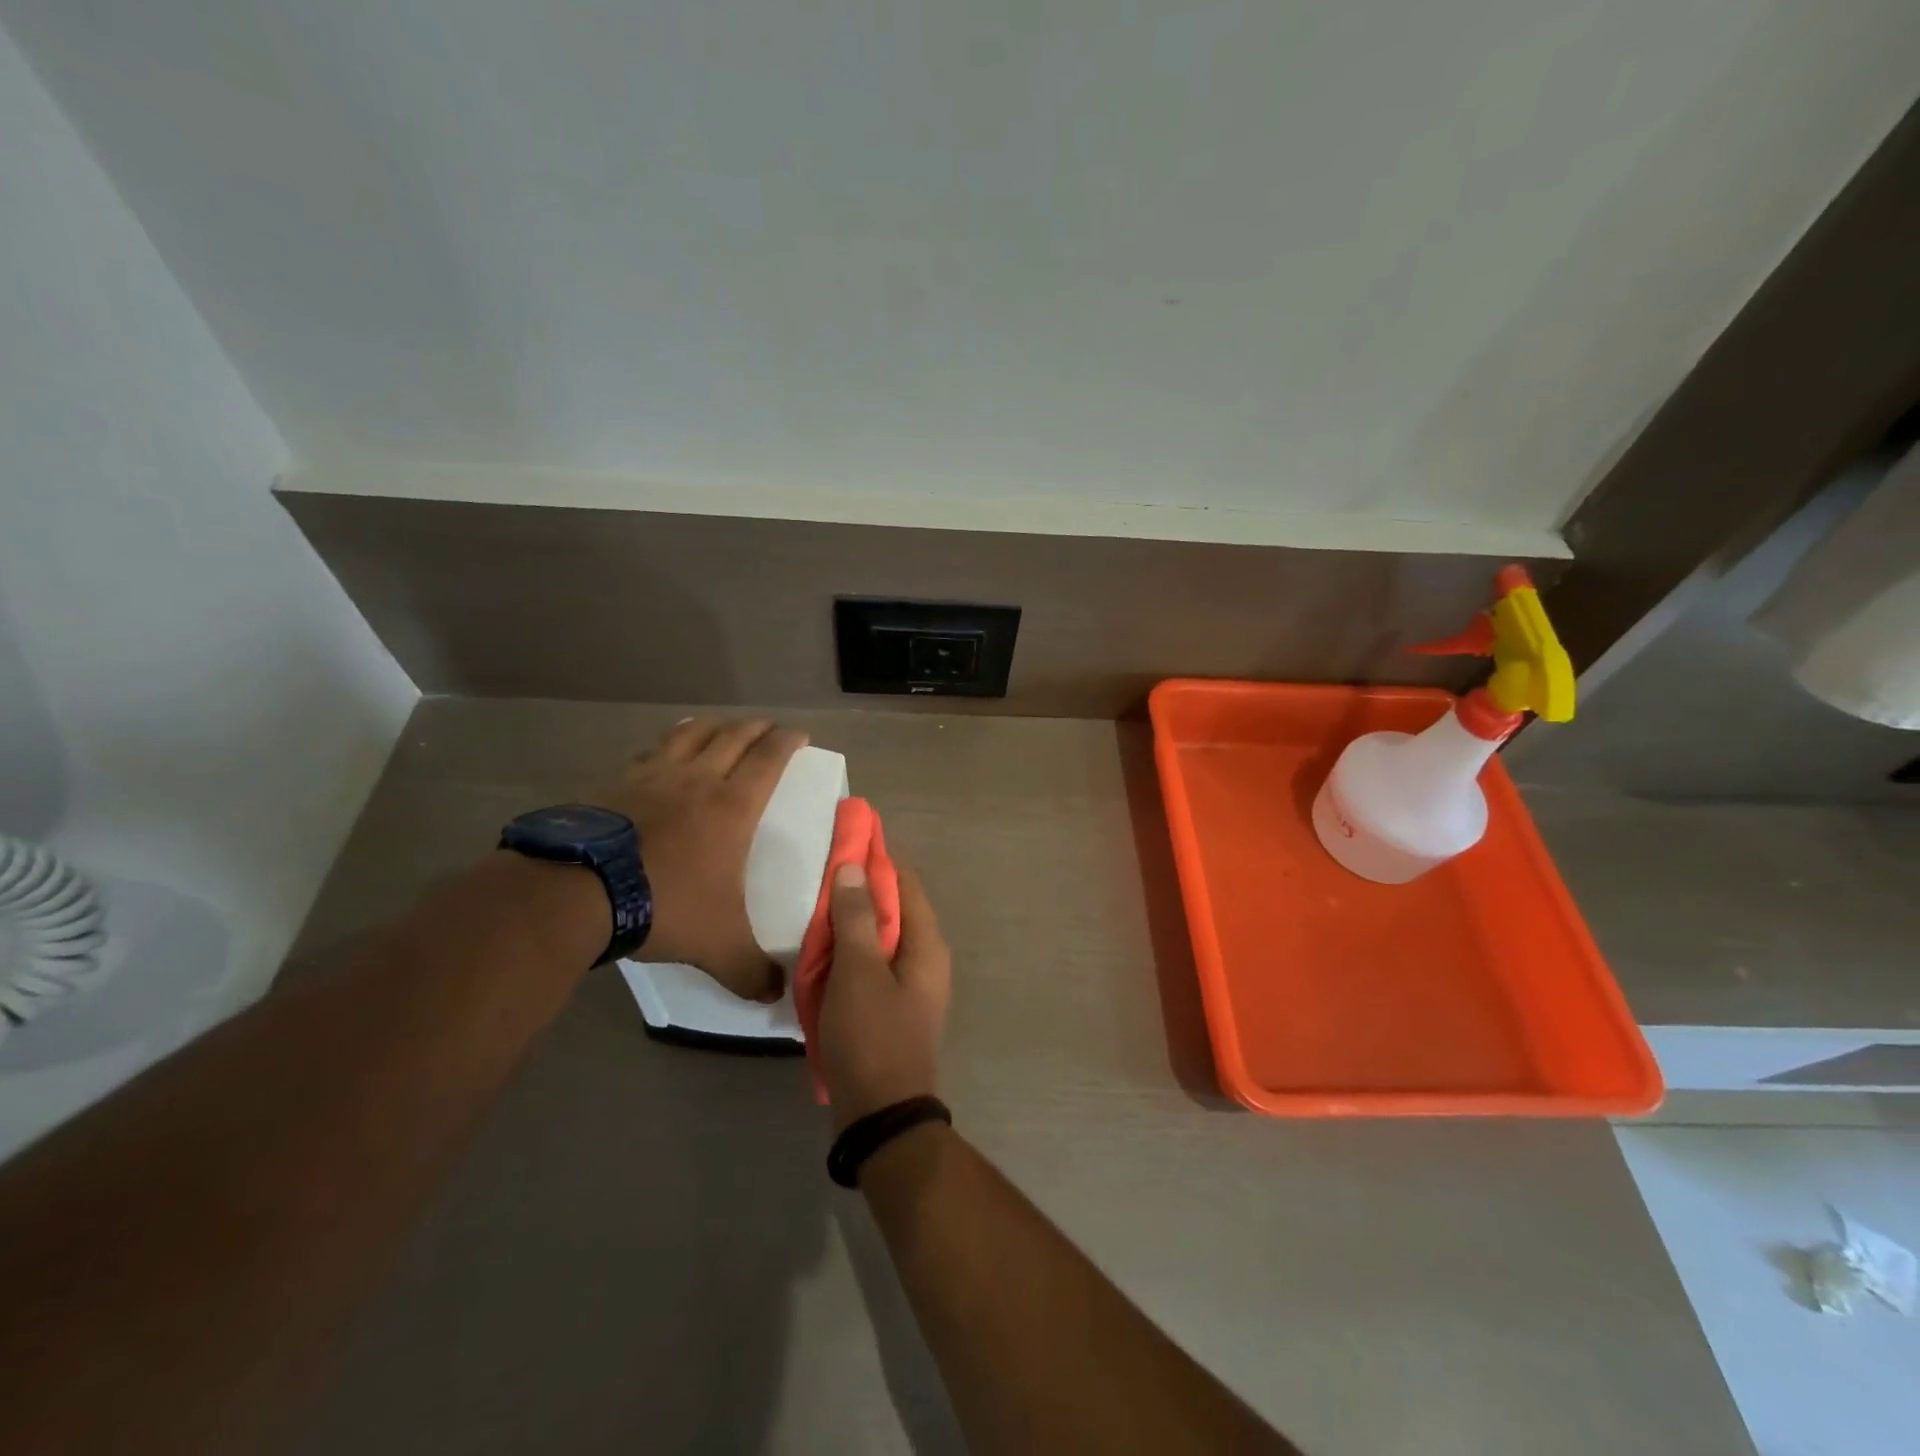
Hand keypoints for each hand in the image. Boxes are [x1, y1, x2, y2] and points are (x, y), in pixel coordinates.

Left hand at [593, 718, 805, 1000]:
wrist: (579, 892)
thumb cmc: (665, 905)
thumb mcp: (718, 946)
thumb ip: (750, 971)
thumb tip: (775, 996)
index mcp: (732, 806)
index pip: (769, 759)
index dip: (787, 742)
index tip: (799, 735)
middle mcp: (697, 779)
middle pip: (733, 736)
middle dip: (756, 728)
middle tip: (768, 727)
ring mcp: (653, 776)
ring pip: (691, 734)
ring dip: (713, 726)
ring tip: (721, 725)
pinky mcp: (616, 782)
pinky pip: (650, 750)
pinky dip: (667, 742)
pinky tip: (663, 750)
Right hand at [817, 863, 950, 1129]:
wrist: (880, 1116)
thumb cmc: (871, 1036)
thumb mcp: (858, 972)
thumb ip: (857, 917)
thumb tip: (855, 866)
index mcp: (926, 943)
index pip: (905, 882)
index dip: (877, 857)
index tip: (844, 837)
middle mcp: (925, 958)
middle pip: (892, 907)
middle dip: (859, 888)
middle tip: (820, 872)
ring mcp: (910, 985)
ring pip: (879, 937)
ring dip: (851, 921)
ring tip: (814, 905)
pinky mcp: (892, 1006)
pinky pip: (871, 964)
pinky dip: (849, 951)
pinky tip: (821, 951)